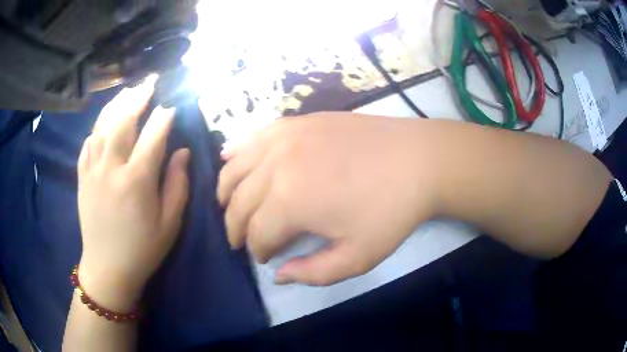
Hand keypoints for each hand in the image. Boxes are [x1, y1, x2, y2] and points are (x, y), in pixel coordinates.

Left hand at [77, 81, 189, 310]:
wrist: (108, 268)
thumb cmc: (143, 249)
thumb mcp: (169, 224)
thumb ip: (177, 185)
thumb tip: (181, 152)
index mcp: (137, 180)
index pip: (153, 135)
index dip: (164, 117)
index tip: (172, 106)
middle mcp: (112, 168)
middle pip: (123, 121)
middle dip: (138, 98)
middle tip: (149, 82)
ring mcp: (93, 170)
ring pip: (102, 127)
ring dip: (116, 105)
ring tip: (127, 91)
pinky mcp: (82, 177)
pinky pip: (87, 144)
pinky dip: (96, 129)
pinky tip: (103, 123)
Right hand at [217, 113, 440, 285]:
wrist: (419, 159)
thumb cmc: (392, 211)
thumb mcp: (357, 257)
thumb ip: (313, 273)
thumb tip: (279, 273)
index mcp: (290, 201)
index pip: (258, 233)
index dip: (258, 250)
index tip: (266, 257)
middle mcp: (277, 165)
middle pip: (239, 201)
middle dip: (235, 225)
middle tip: (241, 239)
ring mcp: (285, 137)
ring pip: (236, 167)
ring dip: (226, 190)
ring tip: (227, 205)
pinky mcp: (296, 121)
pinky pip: (254, 136)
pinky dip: (236, 150)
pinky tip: (229, 158)